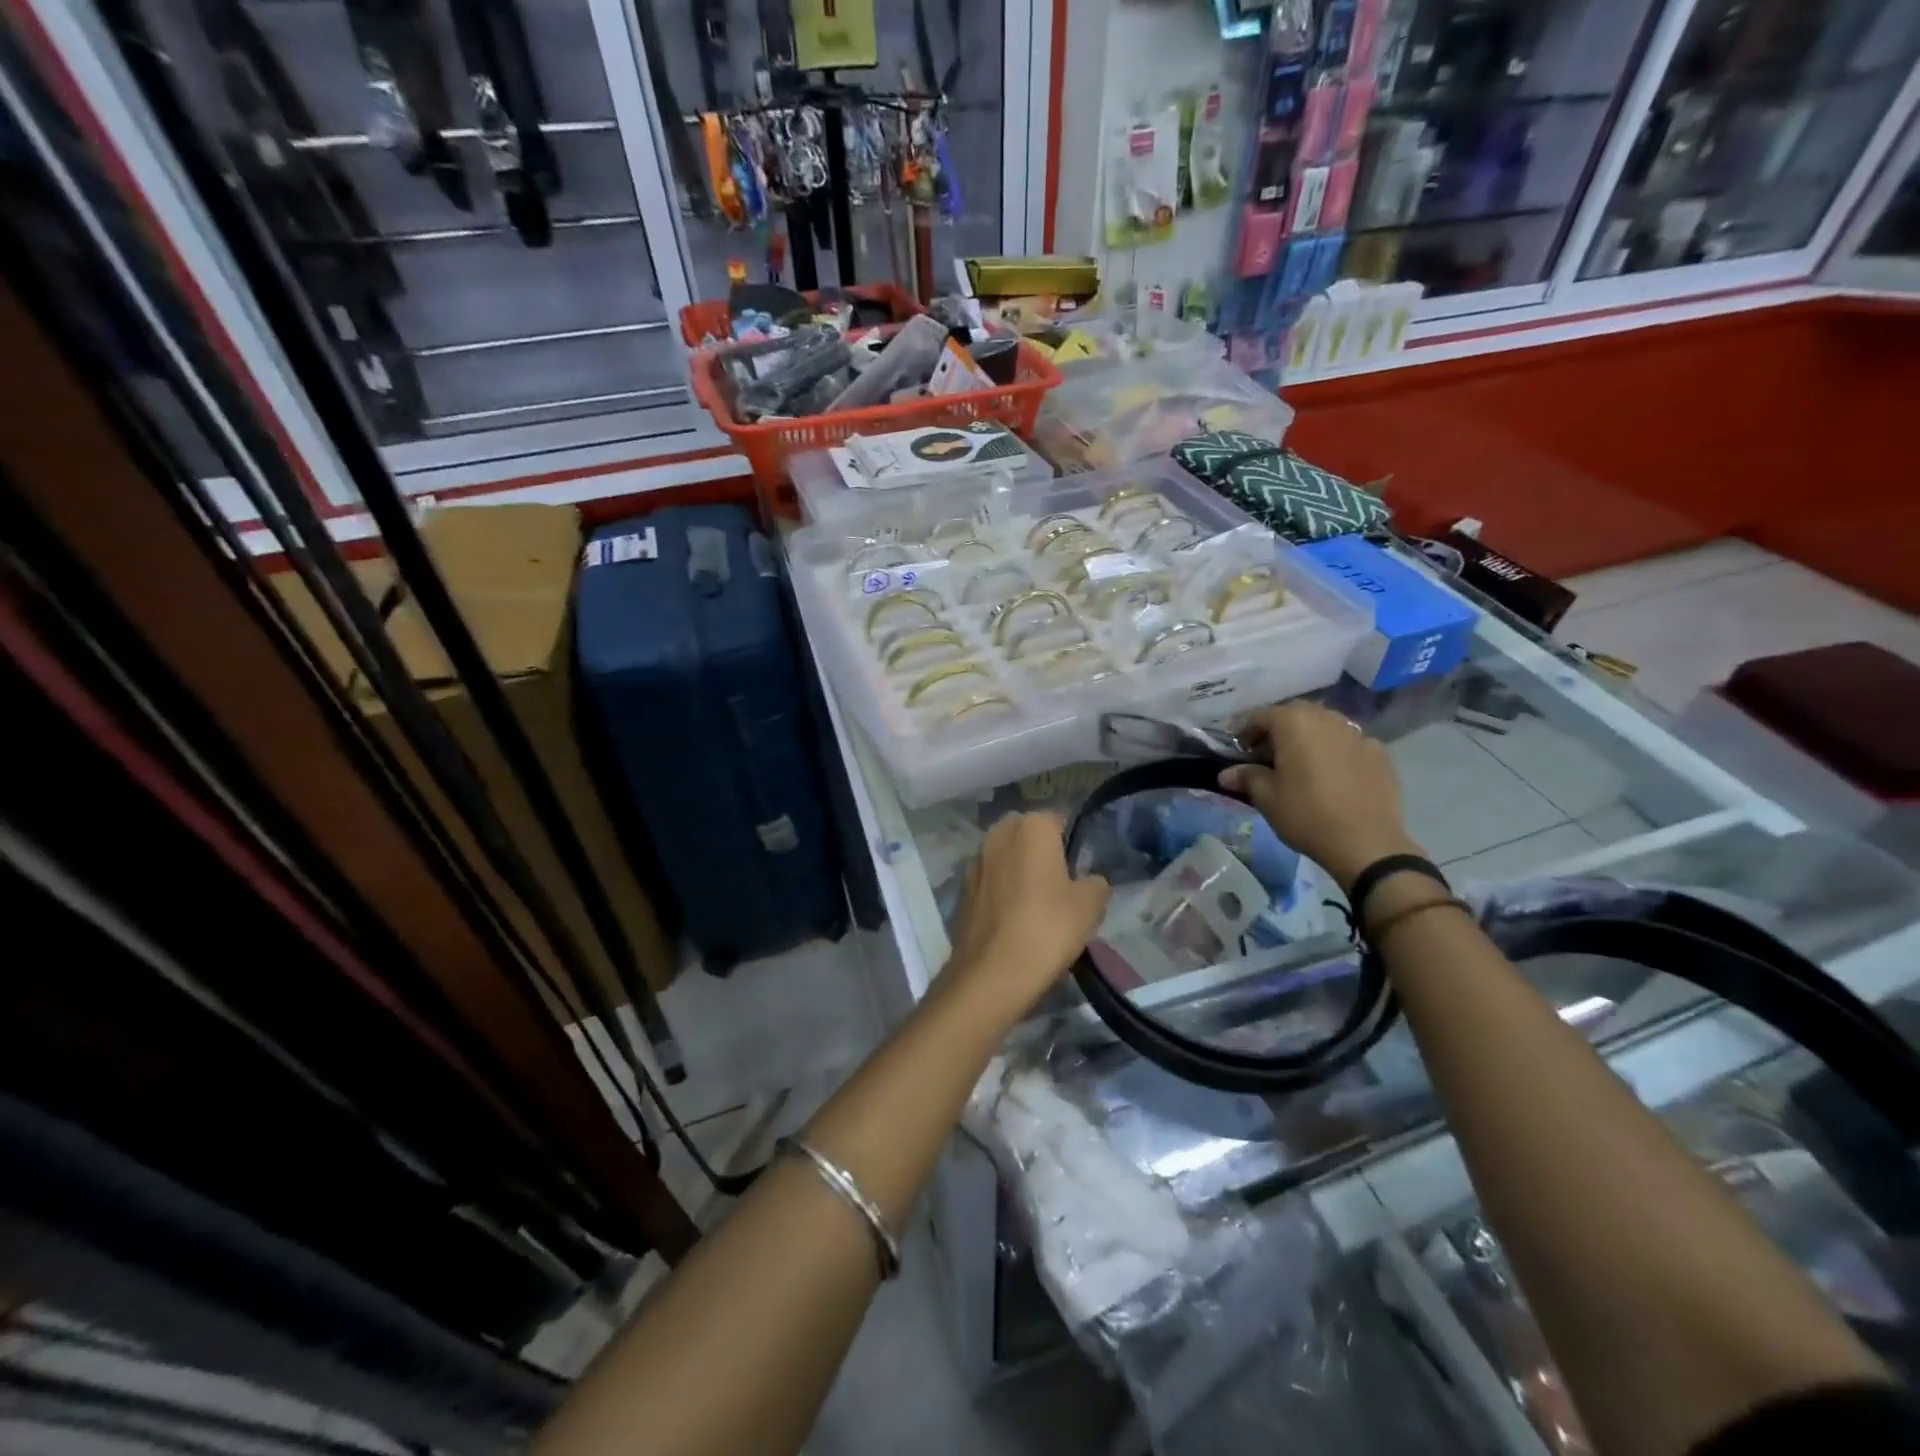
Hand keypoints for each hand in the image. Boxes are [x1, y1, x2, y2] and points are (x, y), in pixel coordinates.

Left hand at [941, 812, 1109, 1020]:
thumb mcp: (1090, 906)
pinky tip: (1015, 918)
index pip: (1058, 819)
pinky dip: (1002, 892)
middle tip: (1061, 882)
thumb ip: (1095, 884)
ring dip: (1018, 870)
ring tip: (1038, 903)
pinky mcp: (962, 890)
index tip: (1081, 866)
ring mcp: (976, 861)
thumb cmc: (1047, 928)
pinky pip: (990, 881)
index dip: (1072, 840)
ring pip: (1005, 856)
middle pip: (1027, 833)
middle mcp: (998, 834)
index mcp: (1031, 826)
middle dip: (1041, 850)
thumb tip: (1090, 881)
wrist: (991, 973)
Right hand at [1219, 703, 1425, 891]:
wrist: (1367, 843)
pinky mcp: (1380, 753)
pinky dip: (1335, 753)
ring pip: (1324, 727)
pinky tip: (1333, 777)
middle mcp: (1327, 718)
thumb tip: (1227, 774)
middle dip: (1277, 732)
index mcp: (1294, 722)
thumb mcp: (1266, 798)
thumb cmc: (1307, 815)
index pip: (1260, 716)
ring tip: (1301, 765)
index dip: (1244, 732)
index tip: (1237, 752)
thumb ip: (1246, 777)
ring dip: (1308, 739)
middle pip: (1295, 716)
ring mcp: (1358, 734)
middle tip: (1267, 757)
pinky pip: (1348, 745)